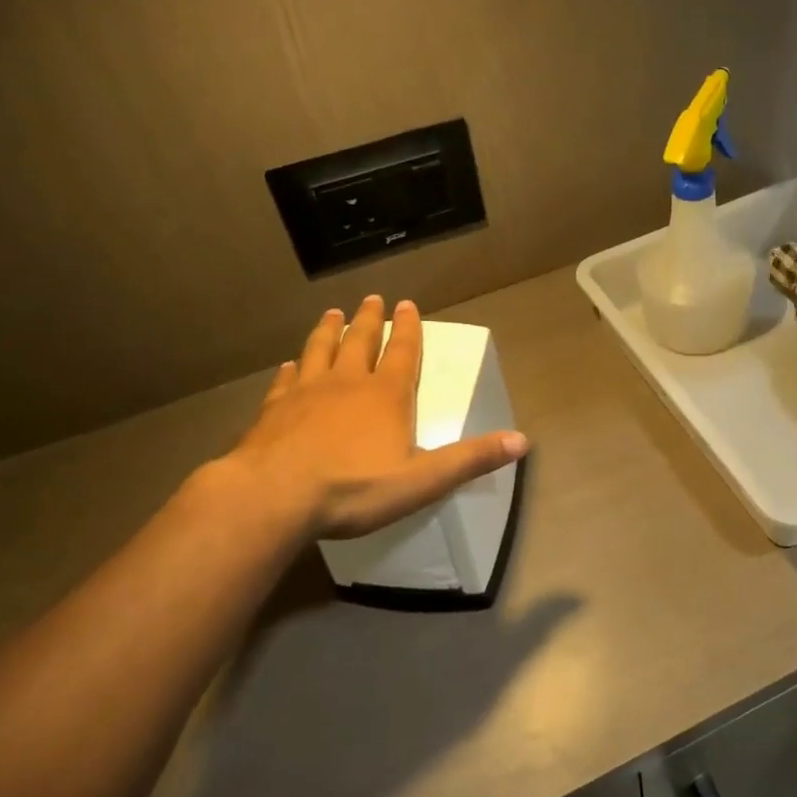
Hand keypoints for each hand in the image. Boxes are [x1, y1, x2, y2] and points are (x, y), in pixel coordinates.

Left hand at [220, 295, 527, 541]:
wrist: (273, 497)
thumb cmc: (354, 488)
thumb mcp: (423, 480)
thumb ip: (471, 459)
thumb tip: (523, 441)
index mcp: (386, 396)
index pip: (403, 352)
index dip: (408, 328)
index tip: (407, 304)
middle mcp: (347, 383)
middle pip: (360, 342)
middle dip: (368, 319)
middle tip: (371, 299)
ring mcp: (306, 393)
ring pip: (320, 350)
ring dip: (329, 331)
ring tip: (333, 313)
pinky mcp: (273, 410)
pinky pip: (285, 381)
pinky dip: (291, 369)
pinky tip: (289, 365)